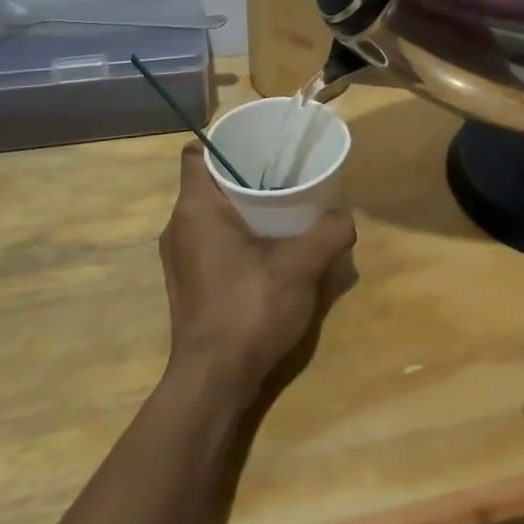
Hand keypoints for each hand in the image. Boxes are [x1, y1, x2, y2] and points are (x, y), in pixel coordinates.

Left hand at [157, 144, 357, 408]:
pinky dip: (237, 234)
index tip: (260, 145)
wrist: (214, 381)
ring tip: (283, 208)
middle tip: (284, 173)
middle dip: (245, 174)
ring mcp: (180, 257)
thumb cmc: (250, 309)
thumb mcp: (301, 266)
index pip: (197, 153)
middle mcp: (179, 227)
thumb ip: (328, 233)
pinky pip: (211, 240)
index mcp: (196, 209)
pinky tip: (271, 249)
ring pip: (210, 213)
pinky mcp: (188, 281)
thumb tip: (345, 216)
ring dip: (243, 207)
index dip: (226, 142)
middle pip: (208, 181)